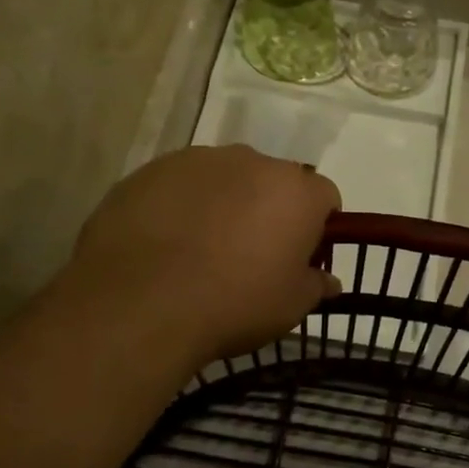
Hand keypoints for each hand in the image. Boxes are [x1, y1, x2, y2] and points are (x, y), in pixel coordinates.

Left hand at [63, 146, 341, 373]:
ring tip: (201, 250)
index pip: (324, 197)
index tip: (300, 257)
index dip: (317, 227)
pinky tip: (165, 244)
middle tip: (251, 255)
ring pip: (225, 179)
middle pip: (273, 182)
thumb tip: (328, 280)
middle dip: (269, 210)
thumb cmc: (235, 303)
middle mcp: (252, 161)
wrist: (140, 303)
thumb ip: (315, 285)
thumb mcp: (290, 306)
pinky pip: (180, 185)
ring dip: (224, 204)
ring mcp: (198, 161)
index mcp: (296, 190)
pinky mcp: (151, 170)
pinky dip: (181, 206)